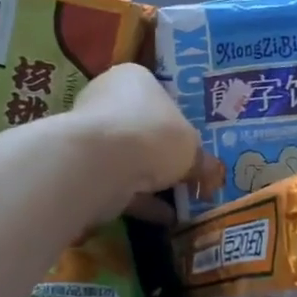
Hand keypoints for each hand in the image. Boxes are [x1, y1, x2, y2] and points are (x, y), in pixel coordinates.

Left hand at [71, 64, 222, 223]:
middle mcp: (107, 99)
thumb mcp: (191, 146)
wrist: (101, 163)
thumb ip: (201, 160)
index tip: (191, 143)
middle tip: (187, 173)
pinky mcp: (83, 168)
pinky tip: (165, 218)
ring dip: (151, 180)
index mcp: (133, 78)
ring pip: (128, 158)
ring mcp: (92, 134)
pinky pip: (118, 183)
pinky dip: (140, 201)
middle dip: (162, 153)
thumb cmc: (153, 134)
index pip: (157, 94)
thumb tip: (212, 173)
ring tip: (181, 201)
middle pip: (141, 127)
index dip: (177, 119)